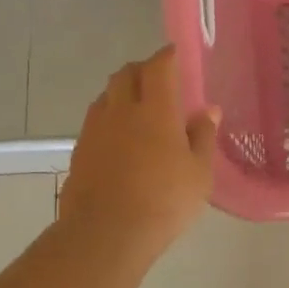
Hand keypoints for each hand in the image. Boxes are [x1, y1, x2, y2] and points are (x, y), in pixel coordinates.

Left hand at [59, 46, 219, 263]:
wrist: (106, 233)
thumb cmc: (164, 201)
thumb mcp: (199, 173)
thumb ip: (203, 137)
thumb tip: (208, 110)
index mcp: (155, 110)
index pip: (158, 67)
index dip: (167, 56)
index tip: (174, 54)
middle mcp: (121, 110)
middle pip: (125, 74)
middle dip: (141, 69)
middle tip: (156, 79)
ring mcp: (95, 130)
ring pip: (106, 96)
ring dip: (121, 92)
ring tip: (137, 108)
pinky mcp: (79, 151)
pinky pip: (95, 121)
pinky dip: (108, 118)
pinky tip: (119, 139)